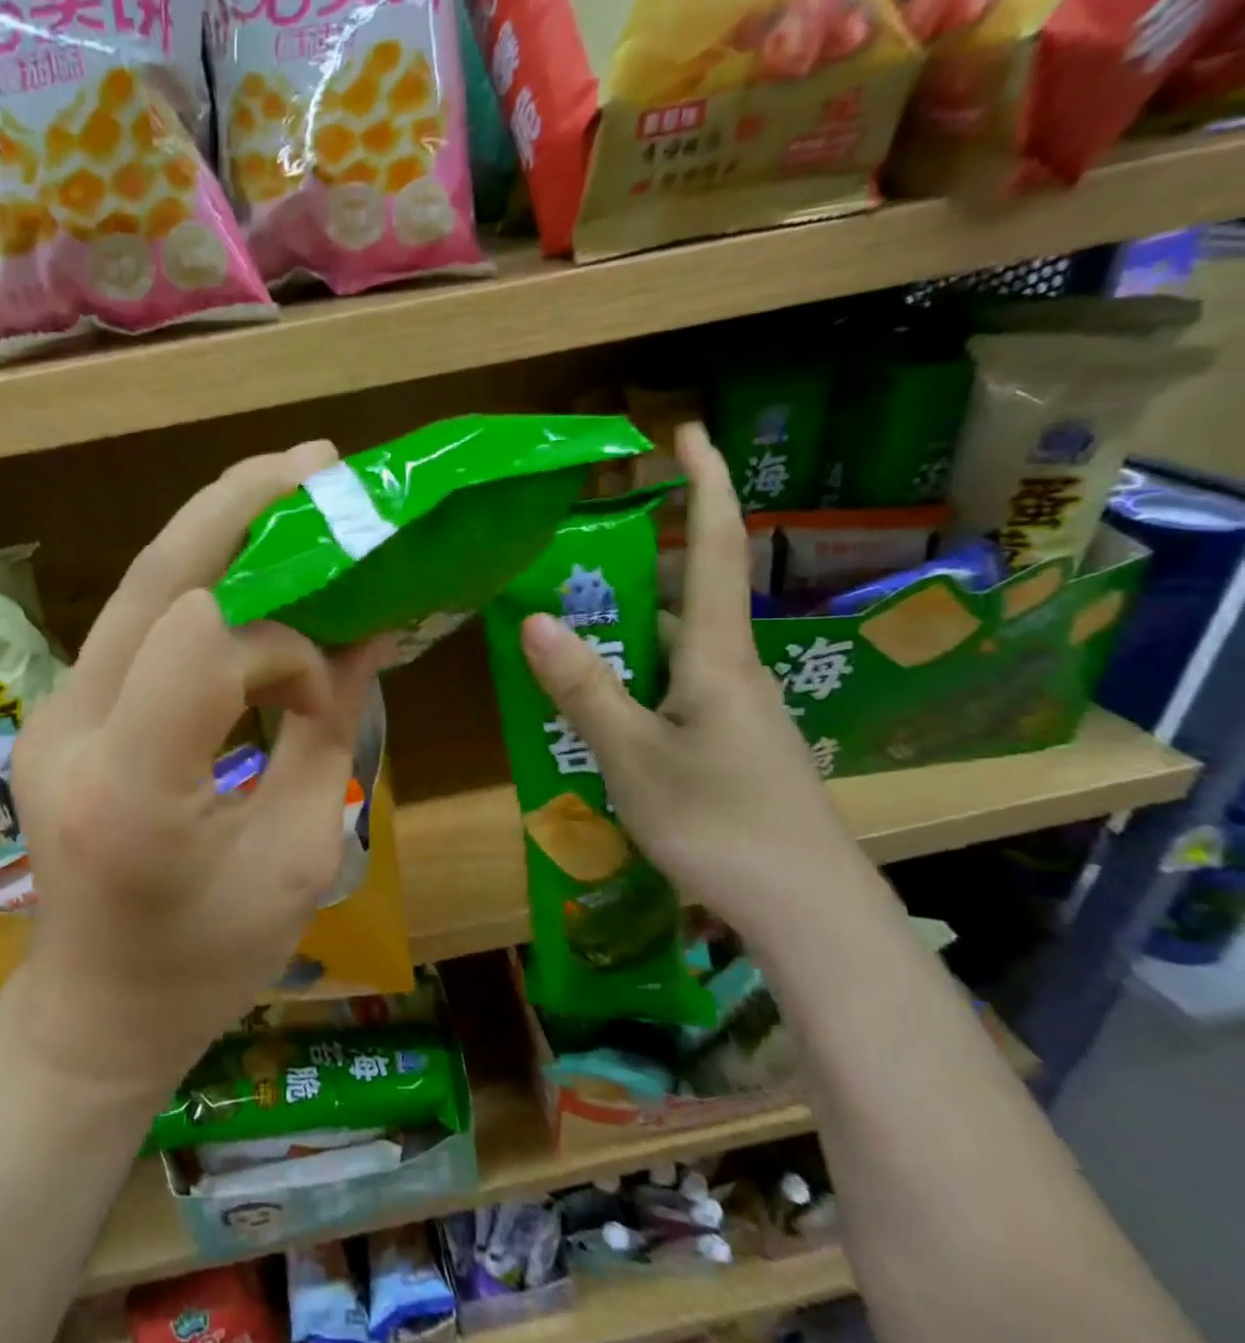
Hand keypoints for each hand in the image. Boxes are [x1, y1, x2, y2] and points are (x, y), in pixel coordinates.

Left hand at [11, 441, 383, 1094]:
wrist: (92, 1013)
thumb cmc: (206, 965)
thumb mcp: (298, 858)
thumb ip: (328, 732)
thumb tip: (363, 631)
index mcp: (135, 792)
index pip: (204, 641)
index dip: (285, 637)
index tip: (325, 682)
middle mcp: (73, 734)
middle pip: (156, 579)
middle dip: (238, 505)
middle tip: (314, 462)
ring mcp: (51, 715)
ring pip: (139, 588)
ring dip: (215, 532)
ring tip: (288, 493)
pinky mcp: (57, 711)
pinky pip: (135, 624)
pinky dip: (198, 583)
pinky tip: (246, 572)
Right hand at [518, 422, 866, 938]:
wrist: (808, 912)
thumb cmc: (721, 825)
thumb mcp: (634, 755)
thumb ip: (584, 687)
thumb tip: (533, 617)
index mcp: (716, 655)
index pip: (715, 545)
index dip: (703, 482)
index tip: (685, 430)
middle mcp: (731, 669)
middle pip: (684, 592)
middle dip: (635, 560)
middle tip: (570, 552)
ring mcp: (734, 708)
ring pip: (673, 646)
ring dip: (625, 625)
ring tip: (564, 625)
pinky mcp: (729, 742)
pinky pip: (672, 685)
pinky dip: (632, 673)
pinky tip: (595, 701)